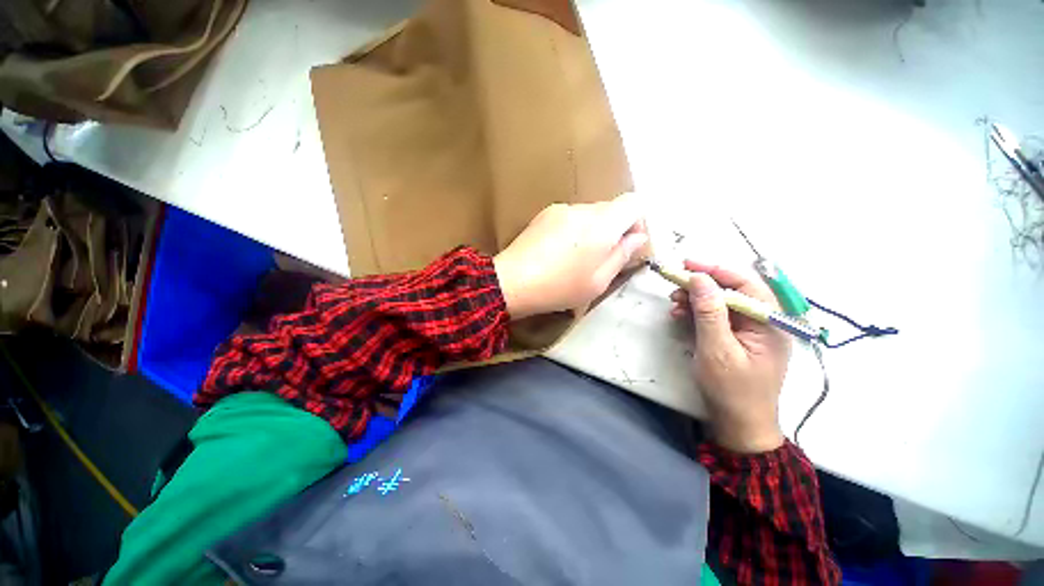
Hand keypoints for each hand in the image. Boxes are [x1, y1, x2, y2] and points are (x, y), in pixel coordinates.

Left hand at [494, 193, 647, 319]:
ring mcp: (560, 208)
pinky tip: (558, 252)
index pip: (634, 202)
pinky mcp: (543, 214)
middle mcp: (582, 208)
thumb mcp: (598, 281)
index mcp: (602, 223)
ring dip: (592, 231)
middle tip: (601, 258)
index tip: (627, 245)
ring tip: (576, 258)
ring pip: (589, 214)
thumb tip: (637, 237)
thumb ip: (622, 255)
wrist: (511, 281)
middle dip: (614, 230)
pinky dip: (573, 230)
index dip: (638, 222)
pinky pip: (569, 217)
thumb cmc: (559, 287)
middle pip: (611, 208)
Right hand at [669, 261, 790, 453]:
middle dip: (702, 286)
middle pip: (732, 291)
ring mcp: (749, 331)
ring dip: (696, 299)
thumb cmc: (732, 390)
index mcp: (770, 323)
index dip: (716, 271)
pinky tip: (680, 315)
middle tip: (675, 285)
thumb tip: (699, 278)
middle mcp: (763, 322)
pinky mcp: (736, 339)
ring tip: (674, 302)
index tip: (687, 265)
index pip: (746, 284)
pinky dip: (697, 313)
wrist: (739, 424)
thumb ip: (709, 313)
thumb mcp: (717, 350)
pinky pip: (716, 318)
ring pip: (721, 303)